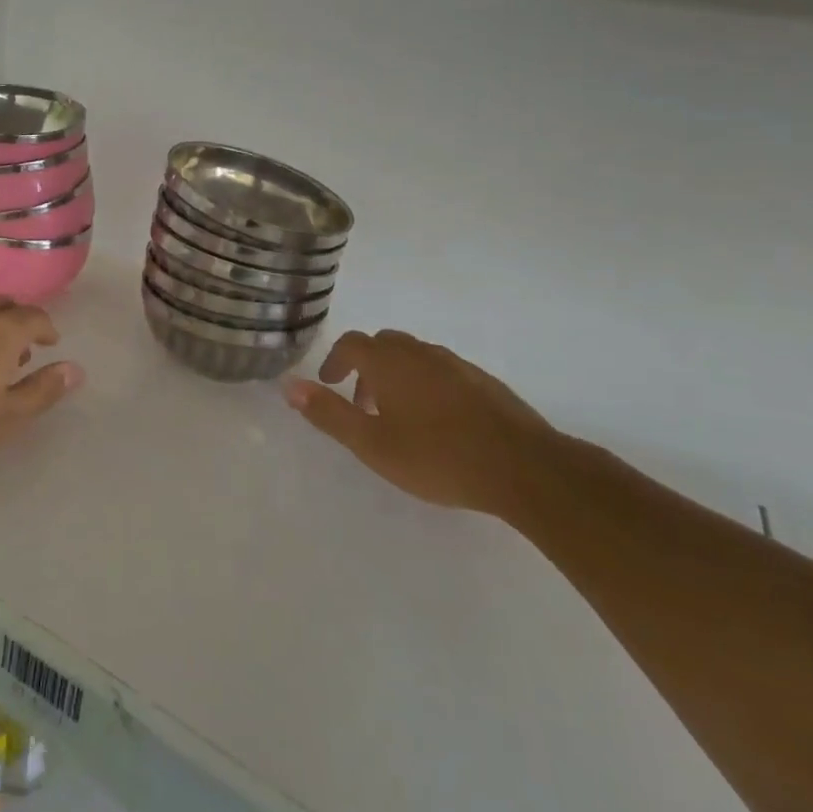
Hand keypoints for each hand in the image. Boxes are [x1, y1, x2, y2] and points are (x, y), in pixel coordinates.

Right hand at [284, 329, 556, 516]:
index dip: (336, 360)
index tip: (330, 384)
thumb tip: (289, 385)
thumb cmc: (437, 457)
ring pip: (415, 356)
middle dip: (366, 366)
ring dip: (397, 375)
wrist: (523, 467)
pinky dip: (426, 383)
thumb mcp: (372, 444)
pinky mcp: (483, 381)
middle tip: (362, 402)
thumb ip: (329, 414)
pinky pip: (442, 370)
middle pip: (384, 344)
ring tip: (398, 416)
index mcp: (390, 362)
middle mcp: (421, 352)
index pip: (352, 343)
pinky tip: (438, 422)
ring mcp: (457, 364)